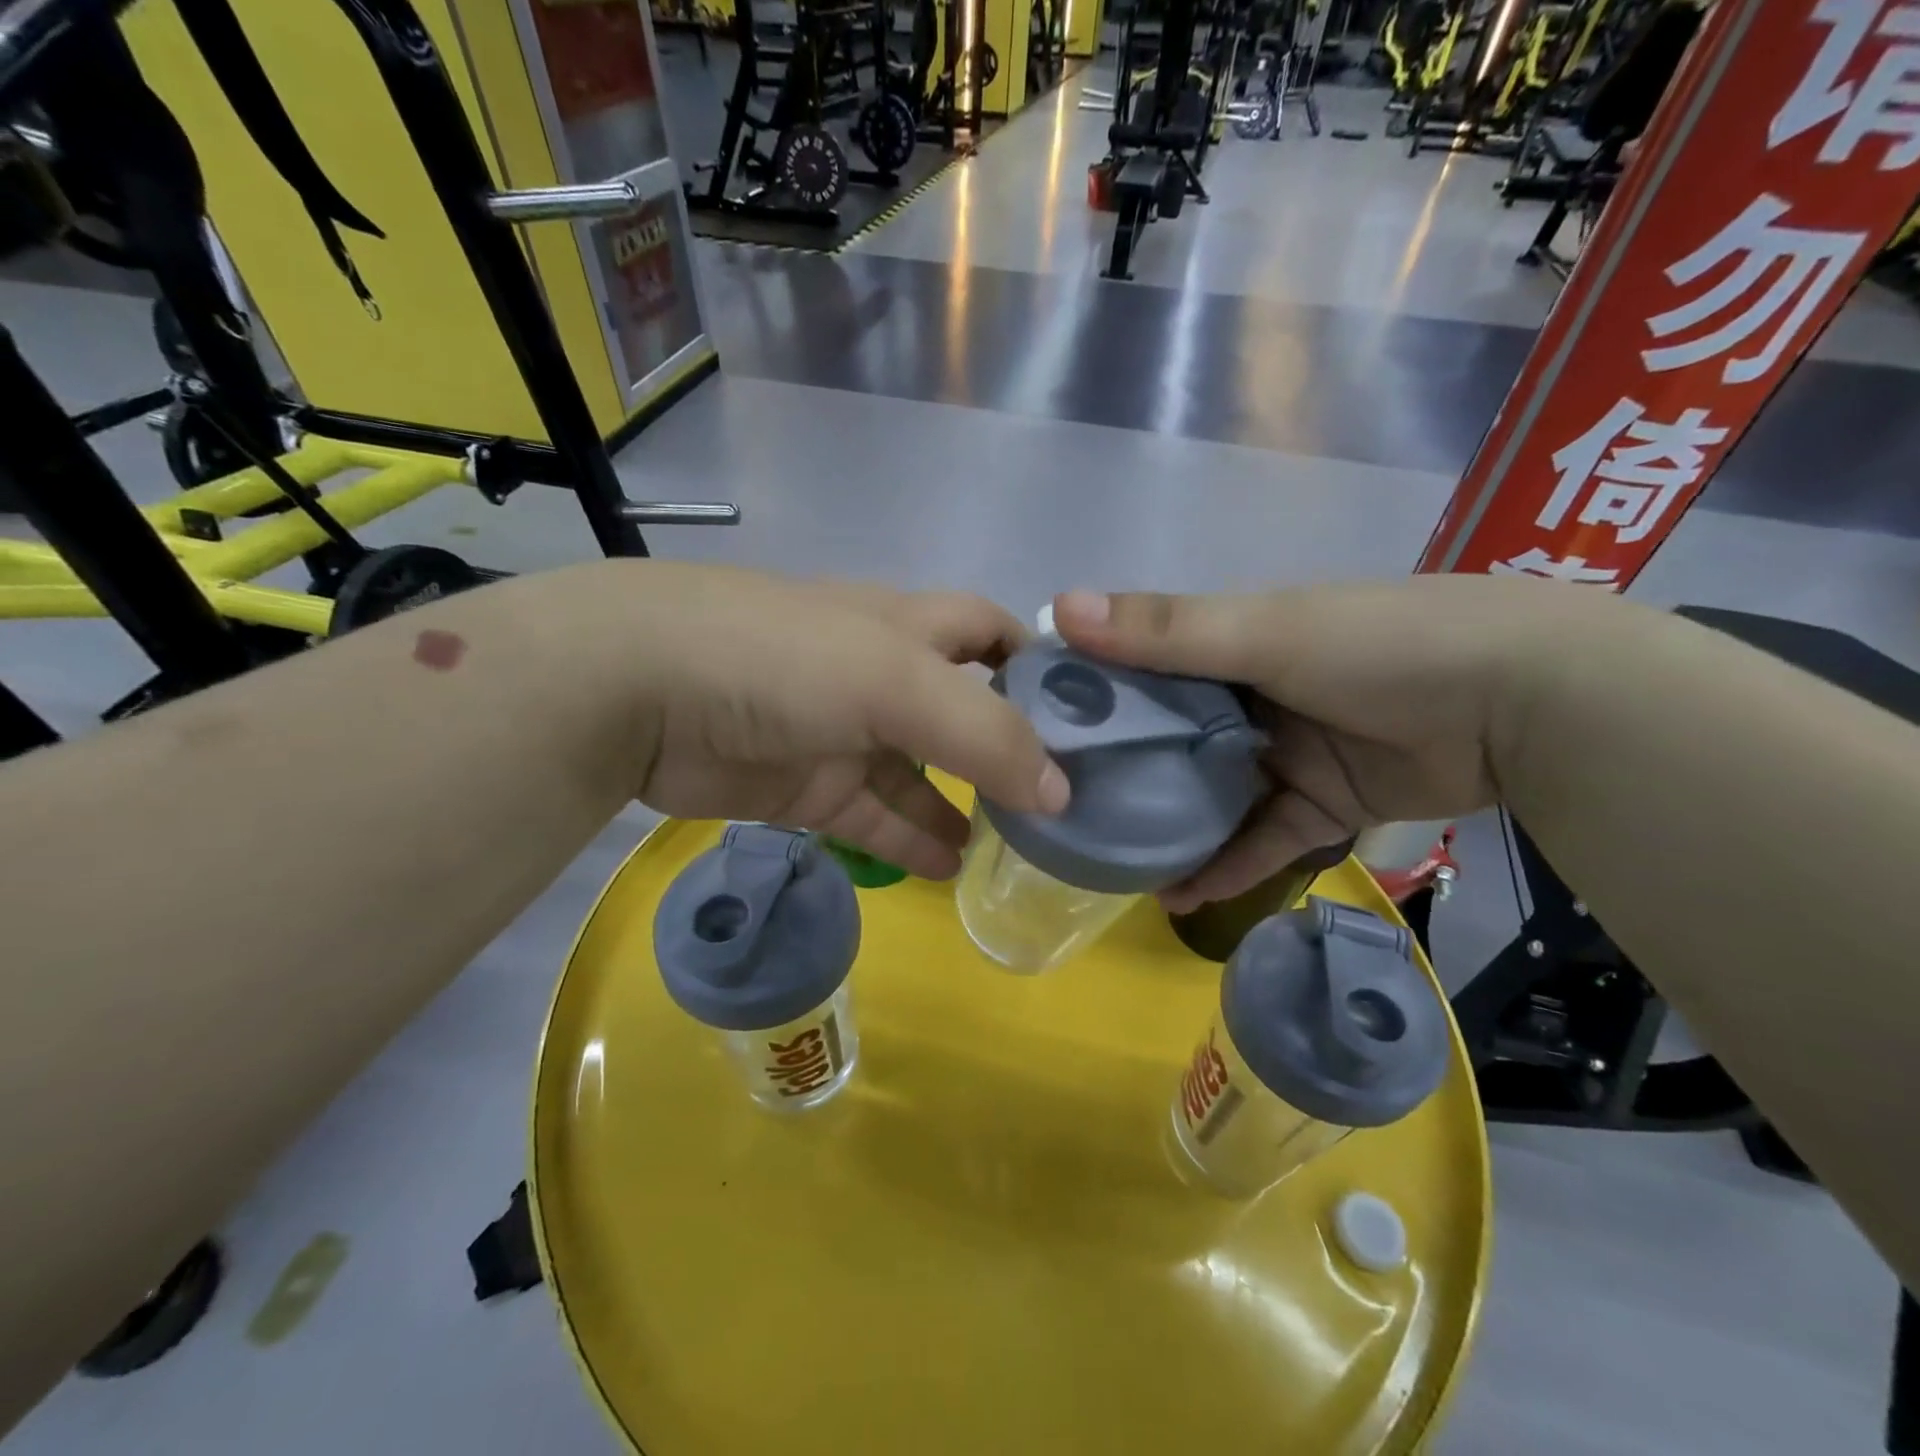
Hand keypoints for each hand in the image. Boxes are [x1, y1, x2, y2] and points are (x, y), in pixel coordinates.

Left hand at [623, 564, 1067, 878]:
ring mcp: (842, 735)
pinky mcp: (806, 787)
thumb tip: (1059, 790)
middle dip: (1008, 749)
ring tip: (1016, 849)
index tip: (1087, 714)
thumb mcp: (896, 681)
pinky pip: (874, 817)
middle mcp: (881, 676)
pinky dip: (910, 841)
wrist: (639, 691)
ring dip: (964, 806)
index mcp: (907, 628)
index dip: (1036, 664)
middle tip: (1061, 801)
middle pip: (962, 711)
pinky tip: (950, 869)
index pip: (989, 633)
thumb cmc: (784, 658)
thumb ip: (983, 733)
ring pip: (921, 775)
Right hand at [1051, 575, 1585, 909]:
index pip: (1142, 666)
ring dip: (1169, 829)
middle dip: (1123, 771)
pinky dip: (1226, 866)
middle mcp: (1252, 693)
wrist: (1526, 701)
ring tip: (1110, 867)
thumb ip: (1165, 630)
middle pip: (1171, 736)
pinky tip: (1179, 897)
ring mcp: (1288, 751)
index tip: (1036, 731)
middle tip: (1062, 810)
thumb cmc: (1380, 645)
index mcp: (1232, 642)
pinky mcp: (1323, 803)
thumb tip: (1059, 608)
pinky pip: (1262, 838)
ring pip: (1212, 794)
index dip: (1092, 694)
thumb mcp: (1265, 632)